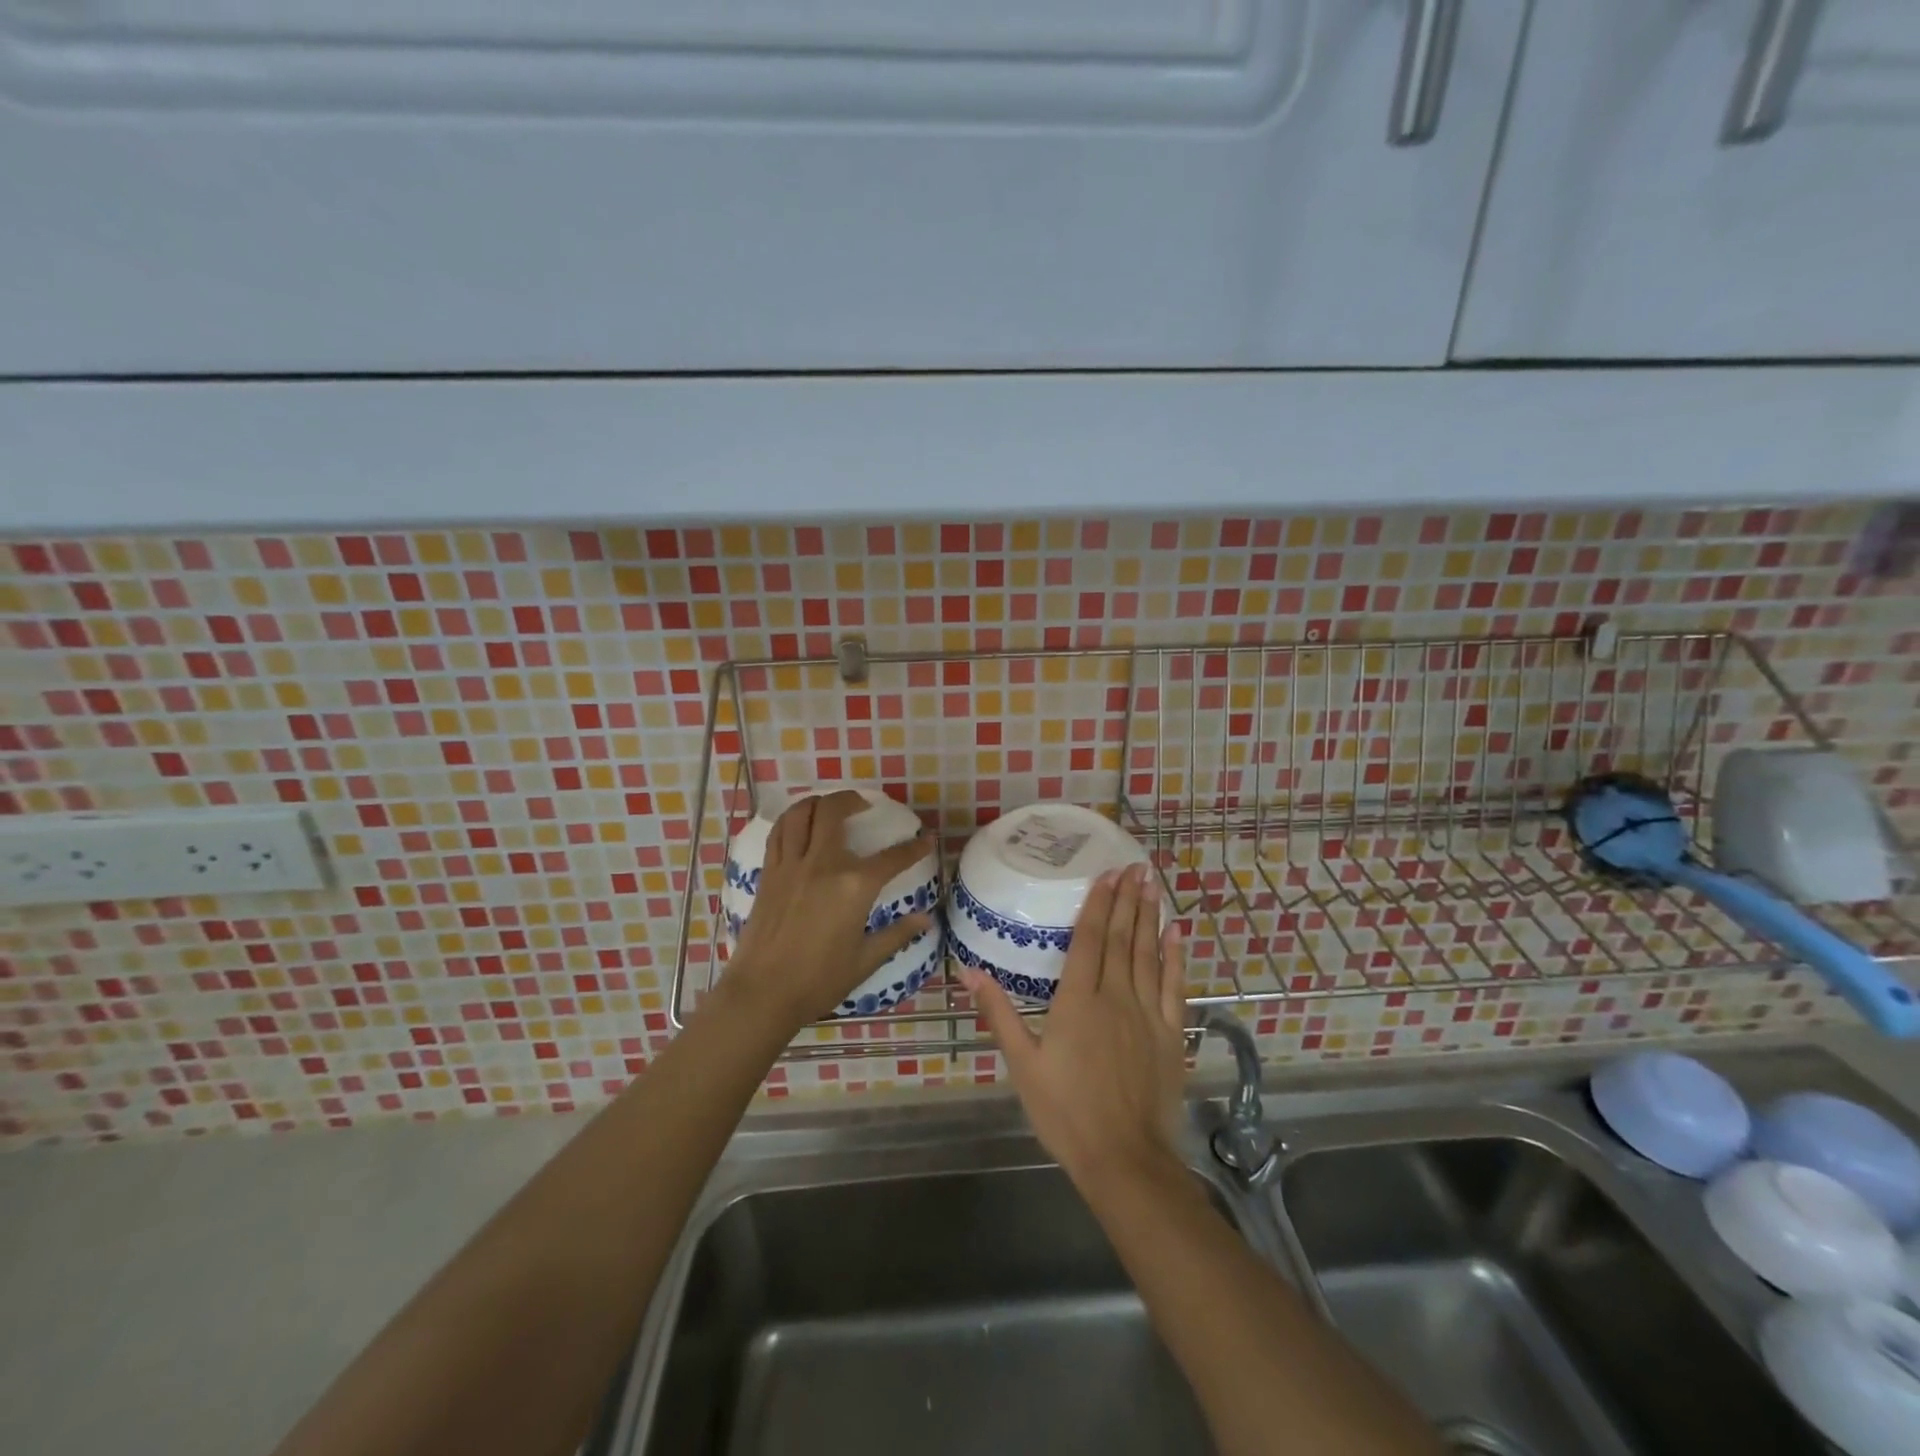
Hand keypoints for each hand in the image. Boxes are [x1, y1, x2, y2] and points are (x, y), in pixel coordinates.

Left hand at [725, 790, 934, 1030]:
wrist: (762, 993)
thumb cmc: (819, 980)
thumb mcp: (865, 960)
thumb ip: (897, 934)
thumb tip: (926, 919)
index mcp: (854, 886)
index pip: (893, 857)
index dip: (915, 847)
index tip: (927, 839)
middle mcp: (823, 864)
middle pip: (834, 812)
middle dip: (853, 800)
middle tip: (864, 805)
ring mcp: (791, 865)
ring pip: (801, 813)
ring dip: (818, 802)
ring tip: (830, 806)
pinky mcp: (769, 873)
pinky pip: (779, 833)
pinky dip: (792, 820)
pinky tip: (799, 825)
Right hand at [960, 863, 1188, 1193]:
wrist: (1124, 1159)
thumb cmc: (1065, 1112)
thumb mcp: (1022, 1064)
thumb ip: (999, 1013)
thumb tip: (968, 970)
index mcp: (1077, 1001)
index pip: (1089, 940)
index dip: (1098, 904)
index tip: (1106, 874)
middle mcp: (1115, 997)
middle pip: (1121, 938)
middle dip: (1127, 899)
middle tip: (1135, 865)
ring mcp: (1148, 1014)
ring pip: (1148, 953)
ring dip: (1149, 916)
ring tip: (1152, 883)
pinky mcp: (1171, 1033)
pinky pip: (1175, 986)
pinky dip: (1175, 956)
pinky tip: (1176, 932)